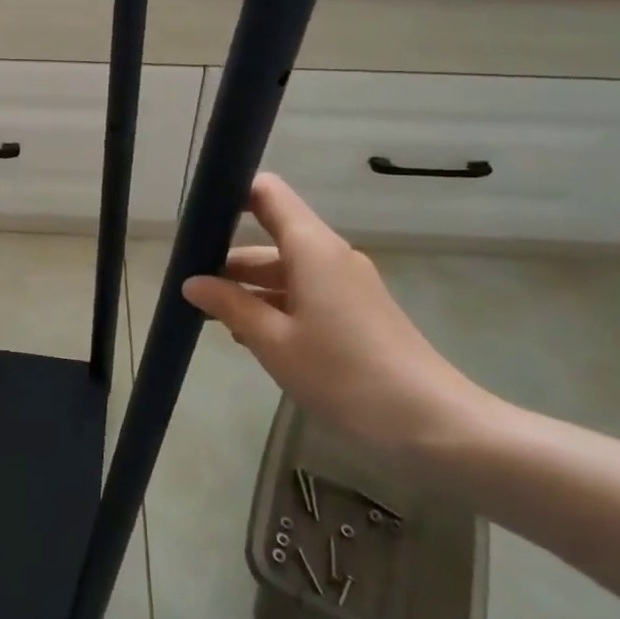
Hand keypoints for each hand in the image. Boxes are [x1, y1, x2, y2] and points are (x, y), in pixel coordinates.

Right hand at [181, 174, 492, 463]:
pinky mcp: (356, 311)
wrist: (431, 425)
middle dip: (229, 256)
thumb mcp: (274, 342)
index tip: (195, 220)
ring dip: (249, 286)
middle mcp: (330, 255)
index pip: (267, 193)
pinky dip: (274, 304)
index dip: (231, 195)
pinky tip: (250, 336)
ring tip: (210, 317)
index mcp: (312, 248)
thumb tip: (192, 282)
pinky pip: (304, 292)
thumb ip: (230, 305)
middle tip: (188, 284)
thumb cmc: (344, 375)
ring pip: (286, 268)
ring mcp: (346, 284)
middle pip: (271, 235)